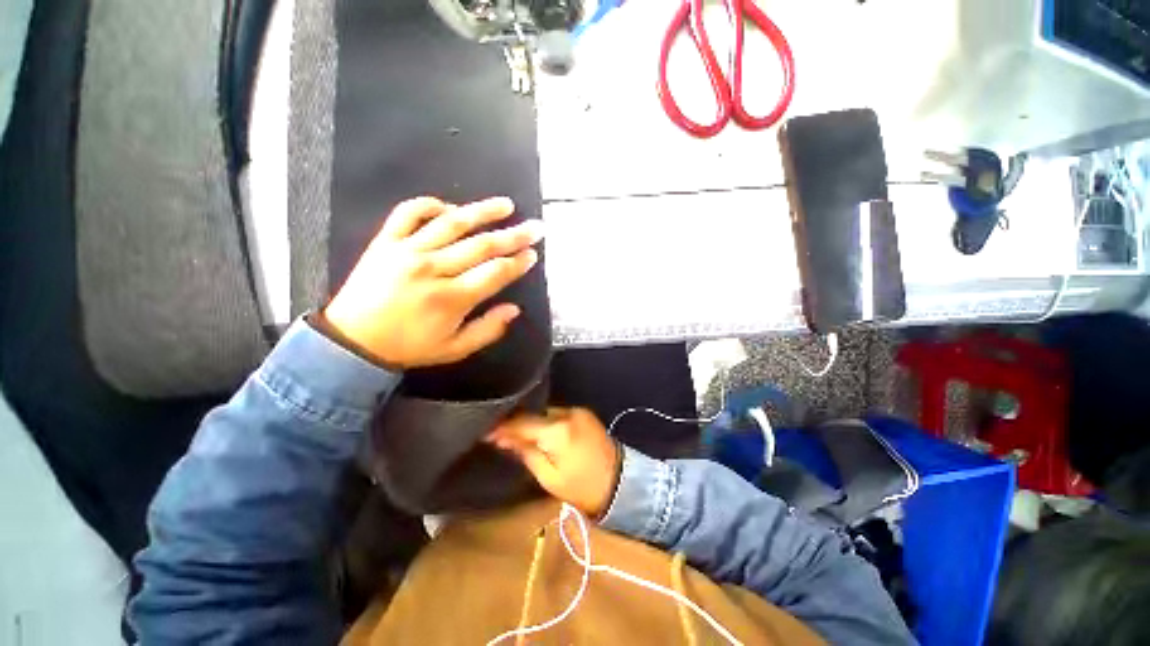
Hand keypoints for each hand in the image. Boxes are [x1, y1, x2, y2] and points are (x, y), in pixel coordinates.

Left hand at [324, 196, 542, 368]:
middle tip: (535, 227)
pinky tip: (450, 207)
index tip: (533, 254)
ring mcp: (407, 250)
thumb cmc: (409, 347)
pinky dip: (431, 205)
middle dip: (514, 236)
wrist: (353, 341)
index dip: (518, 263)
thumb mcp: (455, 349)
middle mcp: (432, 268)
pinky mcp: (386, 241)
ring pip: (452, 222)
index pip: (495, 273)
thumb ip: (488, 330)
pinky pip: (409, 212)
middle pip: (482, 245)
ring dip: (483, 211)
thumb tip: (514, 309)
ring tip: (506, 205)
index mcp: (451, 298)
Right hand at [487, 407, 620, 516]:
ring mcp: (577, 411)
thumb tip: (503, 438)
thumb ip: (526, 453)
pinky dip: (546, 422)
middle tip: (498, 436)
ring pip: (545, 413)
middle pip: (534, 415)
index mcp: (557, 431)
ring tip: (515, 435)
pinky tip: (538, 432)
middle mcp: (567, 413)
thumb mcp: (549, 477)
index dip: (502, 427)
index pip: (522, 423)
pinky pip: (557, 414)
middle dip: (516, 424)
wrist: (621, 482)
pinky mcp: (584, 413)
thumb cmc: (582, 488)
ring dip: (532, 423)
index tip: (485, 432)